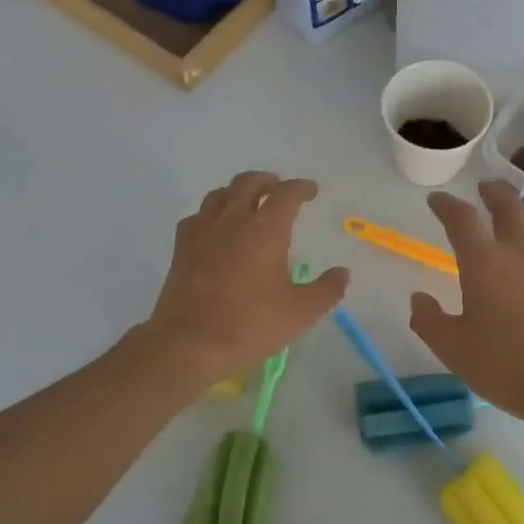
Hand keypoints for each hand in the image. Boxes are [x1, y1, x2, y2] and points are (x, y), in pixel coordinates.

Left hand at [139, 171, 348, 389]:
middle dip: (267, 181)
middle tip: (278, 188)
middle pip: (249, 183)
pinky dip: (212, 214)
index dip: (301, 188)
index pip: (286, 193)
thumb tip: (342, 273)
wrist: (189, 343)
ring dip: (237, 192)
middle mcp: (233, 219)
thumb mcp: (300, 313)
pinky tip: (215, 229)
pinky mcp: (181, 248)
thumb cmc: (250, 325)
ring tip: (247, 203)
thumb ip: (326, 290)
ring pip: (220, 195)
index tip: (311, 191)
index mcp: (266, 229)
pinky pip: (197, 217)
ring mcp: (202, 231)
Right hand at [411, 180, 523, 429]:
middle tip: (483, 187)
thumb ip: (428, 320)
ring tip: (514, 211)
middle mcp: (519, 254)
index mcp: (484, 263)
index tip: (437, 201)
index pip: (462, 219)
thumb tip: (418, 298)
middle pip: (508, 206)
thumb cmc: (504, 366)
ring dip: (521, 210)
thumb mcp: (452, 348)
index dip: (446, 205)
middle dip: (492, 192)